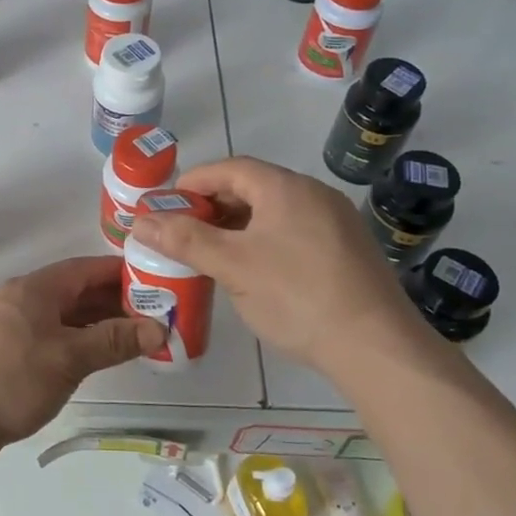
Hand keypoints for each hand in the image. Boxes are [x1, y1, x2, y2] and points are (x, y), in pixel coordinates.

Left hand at [0, 257, 166, 470]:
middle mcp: (21, 301)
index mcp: (33, 289)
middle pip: (75, 292)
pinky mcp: (4, 356)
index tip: (157, 281)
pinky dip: (75, 344)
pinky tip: (96, 360)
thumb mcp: (68, 359)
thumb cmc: (9, 381)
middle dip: (114, 301)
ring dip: (96, 325)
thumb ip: (113, 341)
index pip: (86, 268)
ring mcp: (9, 329)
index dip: (121, 272)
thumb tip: (157, 327)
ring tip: (135, 339)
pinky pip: (49, 339)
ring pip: (62, 318)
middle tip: (155, 315)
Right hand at [127, 156, 421, 373]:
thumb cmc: (296, 295)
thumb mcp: (232, 266)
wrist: (376, 346)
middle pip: (252, 188)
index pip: (229, 169)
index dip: (192, 183)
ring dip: (237, 227)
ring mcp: (336, 222)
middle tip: (183, 233)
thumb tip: (139, 221)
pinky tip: (253, 272)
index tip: (165, 207)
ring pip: (273, 213)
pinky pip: (294, 233)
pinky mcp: (347, 251)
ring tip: (211, 254)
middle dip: (212, 207)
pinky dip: (264, 242)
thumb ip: (184, 239)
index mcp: (285, 187)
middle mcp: (314, 194)